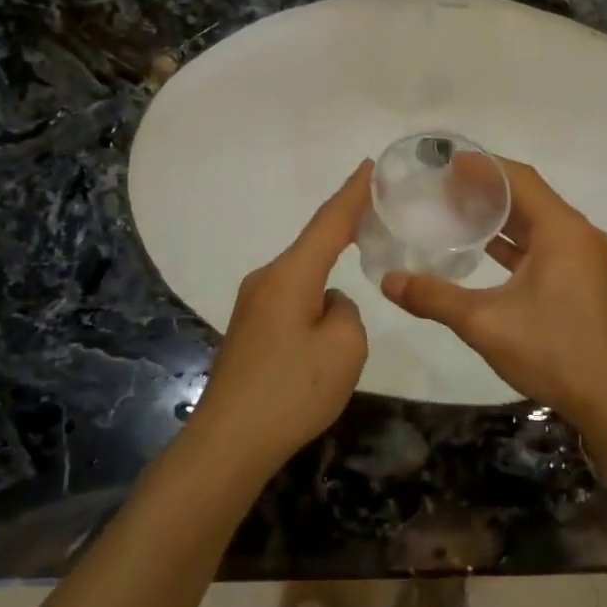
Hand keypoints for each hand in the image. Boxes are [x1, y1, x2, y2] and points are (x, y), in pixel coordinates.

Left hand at [191, 162, 372, 472]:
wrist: (229, 442)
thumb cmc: (292, 391)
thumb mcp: (344, 348)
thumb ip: (347, 312)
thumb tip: (329, 305)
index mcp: (290, 276)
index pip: (329, 222)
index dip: (352, 193)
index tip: (369, 164)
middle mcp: (266, 280)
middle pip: (313, 247)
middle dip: (344, 231)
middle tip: (377, 217)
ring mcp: (253, 306)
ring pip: (303, 278)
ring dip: (329, 275)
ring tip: (355, 284)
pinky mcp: (249, 330)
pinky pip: (291, 300)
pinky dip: (314, 299)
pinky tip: (326, 327)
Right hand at [381, 161, 606, 425]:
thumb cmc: (551, 351)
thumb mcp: (484, 322)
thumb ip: (434, 297)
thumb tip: (388, 281)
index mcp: (562, 231)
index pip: (519, 180)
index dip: (483, 167)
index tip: (446, 163)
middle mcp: (577, 235)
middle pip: (529, 196)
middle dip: (487, 189)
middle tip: (443, 187)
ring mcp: (583, 258)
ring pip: (536, 222)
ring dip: (500, 216)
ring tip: (456, 210)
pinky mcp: (581, 279)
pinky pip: (544, 245)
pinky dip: (514, 241)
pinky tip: (482, 247)